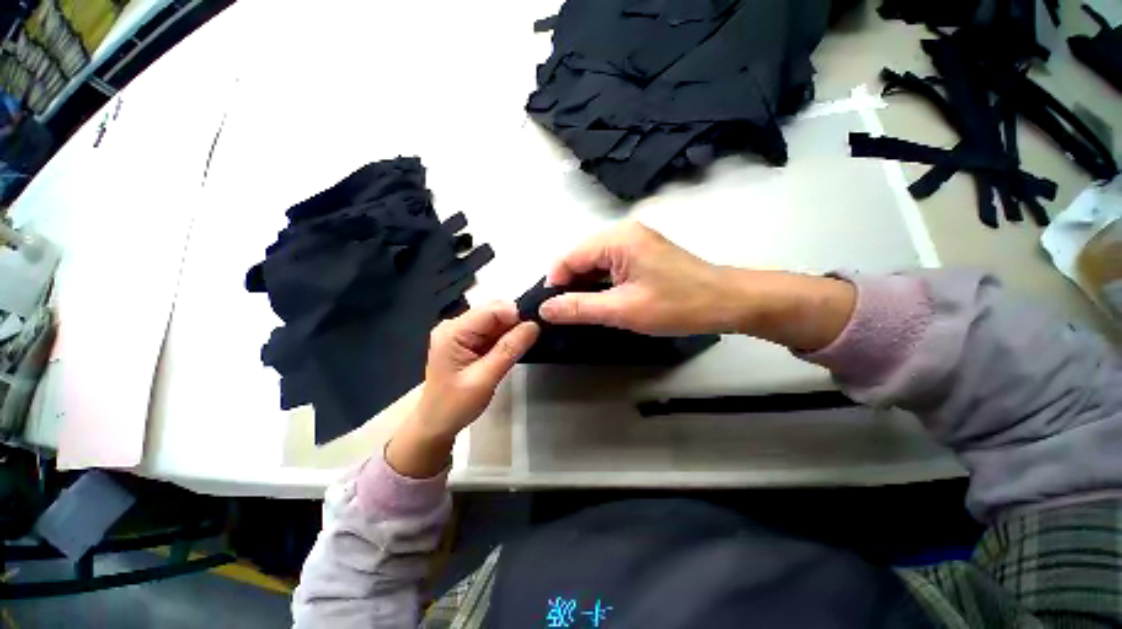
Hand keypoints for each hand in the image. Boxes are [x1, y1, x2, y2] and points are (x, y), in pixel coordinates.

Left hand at [386, 303, 538, 477]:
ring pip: (497, 319)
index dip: (517, 314)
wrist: (436, 424)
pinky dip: (507, 336)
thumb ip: (509, 350)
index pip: (492, 310)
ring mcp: (462, 331)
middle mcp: (456, 324)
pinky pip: (494, 330)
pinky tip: (517, 345)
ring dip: (514, 328)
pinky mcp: (469, 339)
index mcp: (453, 331)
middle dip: (516, 320)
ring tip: (530, 340)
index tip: (538, 326)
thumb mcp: (485, 379)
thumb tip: (533, 326)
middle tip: (536, 335)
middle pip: (494, 311)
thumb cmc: (455, 405)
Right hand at [540, 222, 742, 335]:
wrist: (726, 302)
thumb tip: (545, 308)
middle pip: (580, 257)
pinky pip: (609, 265)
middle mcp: (622, 232)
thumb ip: (579, 307)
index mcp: (616, 239)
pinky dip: (600, 282)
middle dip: (569, 284)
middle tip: (565, 314)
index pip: (569, 257)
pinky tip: (600, 300)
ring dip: (584, 285)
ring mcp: (634, 241)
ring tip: (580, 310)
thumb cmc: (676, 305)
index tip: (550, 310)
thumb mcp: (622, 310)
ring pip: (594, 262)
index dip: (555, 283)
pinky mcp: (642, 252)